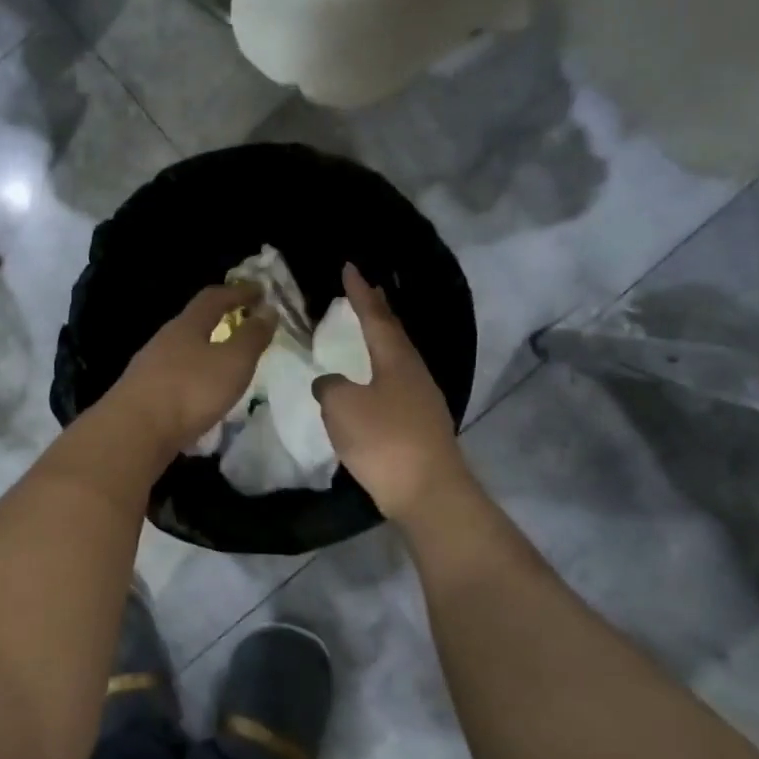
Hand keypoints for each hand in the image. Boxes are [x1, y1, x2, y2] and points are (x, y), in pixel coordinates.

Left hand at [108, 284, 274, 457]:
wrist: (134, 432)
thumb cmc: (190, 390)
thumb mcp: (233, 362)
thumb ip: (252, 337)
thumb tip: (268, 310)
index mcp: (186, 325)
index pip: (213, 297)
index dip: (238, 292)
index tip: (261, 291)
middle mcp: (164, 340)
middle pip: (193, 323)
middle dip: (219, 321)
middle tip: (242, 327)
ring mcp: (148, 368)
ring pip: (182, 352)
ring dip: (205, 353)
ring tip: (225, 366)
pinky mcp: (142, 395)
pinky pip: (174, 379)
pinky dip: (193, 380)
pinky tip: (201, 397)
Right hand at [314, 264, 472, 520]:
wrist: (428, 491)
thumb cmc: (384, 441)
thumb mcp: (343, 408)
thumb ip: (330, 387)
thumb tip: (329, 382)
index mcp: (396, 359)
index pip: (375, 316)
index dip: (359, 292)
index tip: (349, 267)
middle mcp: (414, 372)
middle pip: (394, 333)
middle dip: (377, 310)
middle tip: (364, 290)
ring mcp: (422, 399)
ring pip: (398, 359)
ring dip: (382, 340)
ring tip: (367, 331)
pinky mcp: (421, 424)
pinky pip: (397, 384)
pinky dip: (381, 372)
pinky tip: (372, 383)